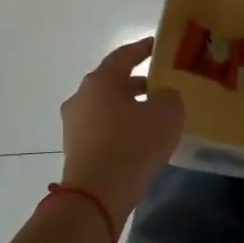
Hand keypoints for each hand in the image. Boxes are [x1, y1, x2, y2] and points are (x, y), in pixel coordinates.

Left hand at [59, 39, 184, 225]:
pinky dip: (120, 129)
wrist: (97, 196)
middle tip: (163, 86)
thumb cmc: (133, 145)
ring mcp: (74, 125)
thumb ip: (169, 96)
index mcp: (100, 80)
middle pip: (113, 82)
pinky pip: (102, 130)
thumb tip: (162, 96)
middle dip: (138, 83)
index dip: (144, 48)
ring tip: (155, 117)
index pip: (124, 55)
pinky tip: (140, 140)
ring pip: (107, 107)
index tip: (159, 46)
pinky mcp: (75, 149)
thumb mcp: (167, 114)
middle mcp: (81, 97)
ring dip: (129, 108)